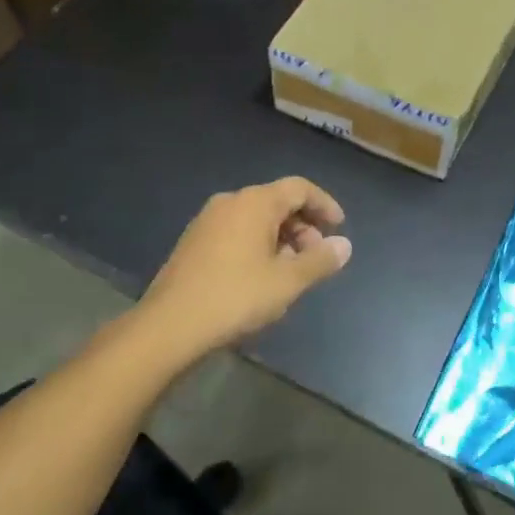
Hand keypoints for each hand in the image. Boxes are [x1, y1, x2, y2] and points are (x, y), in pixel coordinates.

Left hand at [135, 177, 351, 365]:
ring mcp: (207, 221)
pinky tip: (261, 276)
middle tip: (316, 256)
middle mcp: (230, 202)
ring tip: (291, 271)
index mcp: (255, 203)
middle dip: (303, 225)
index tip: (339, 227)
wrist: (169, 326)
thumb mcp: (287, 282)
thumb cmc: (235, 297)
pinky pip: (236, 231)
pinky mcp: (194, 242)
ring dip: (281, 237)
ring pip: (256, 218)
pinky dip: (258, 244)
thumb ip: (319, 260)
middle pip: (277, 201)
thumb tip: (344, 245)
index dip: (324, 204)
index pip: (299, 188)